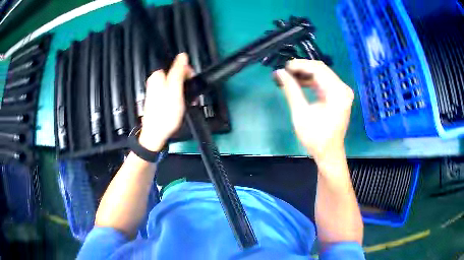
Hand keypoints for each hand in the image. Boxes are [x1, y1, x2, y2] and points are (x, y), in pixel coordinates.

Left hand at [138, 53, 191, 151]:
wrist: (156, 134)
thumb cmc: (165, 114)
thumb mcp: (175, 90)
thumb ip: (178, 71)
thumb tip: (182, 56)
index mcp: (158, 76)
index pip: (177, 65)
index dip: (188, 73)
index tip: (191, 82)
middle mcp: (155, 82)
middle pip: (176, 75)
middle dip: (186, 83)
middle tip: (190, 95)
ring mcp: (156, 91)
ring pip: (175, 85)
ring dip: (183, 91)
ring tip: (188, 102)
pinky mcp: (159, 99)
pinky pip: (171, 93)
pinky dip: (178, 97)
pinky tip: (181, 105)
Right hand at [275, 59, 353, 162]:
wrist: (328, 153)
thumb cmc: (316, 137)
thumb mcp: (301, 113)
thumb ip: (291, 90)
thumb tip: (280, 73)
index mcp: (337, 92)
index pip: (318, 68)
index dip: (300, 65)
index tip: (284, 67)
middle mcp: (343, 88)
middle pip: (321, 70)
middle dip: (302, 68)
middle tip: (284, 71)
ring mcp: (342, 92)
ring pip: (322, 75)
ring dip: (305, 74)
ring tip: (289, 76)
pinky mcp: (338, 96)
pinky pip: (324, 83)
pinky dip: (311, 81)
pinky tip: (299, 83)